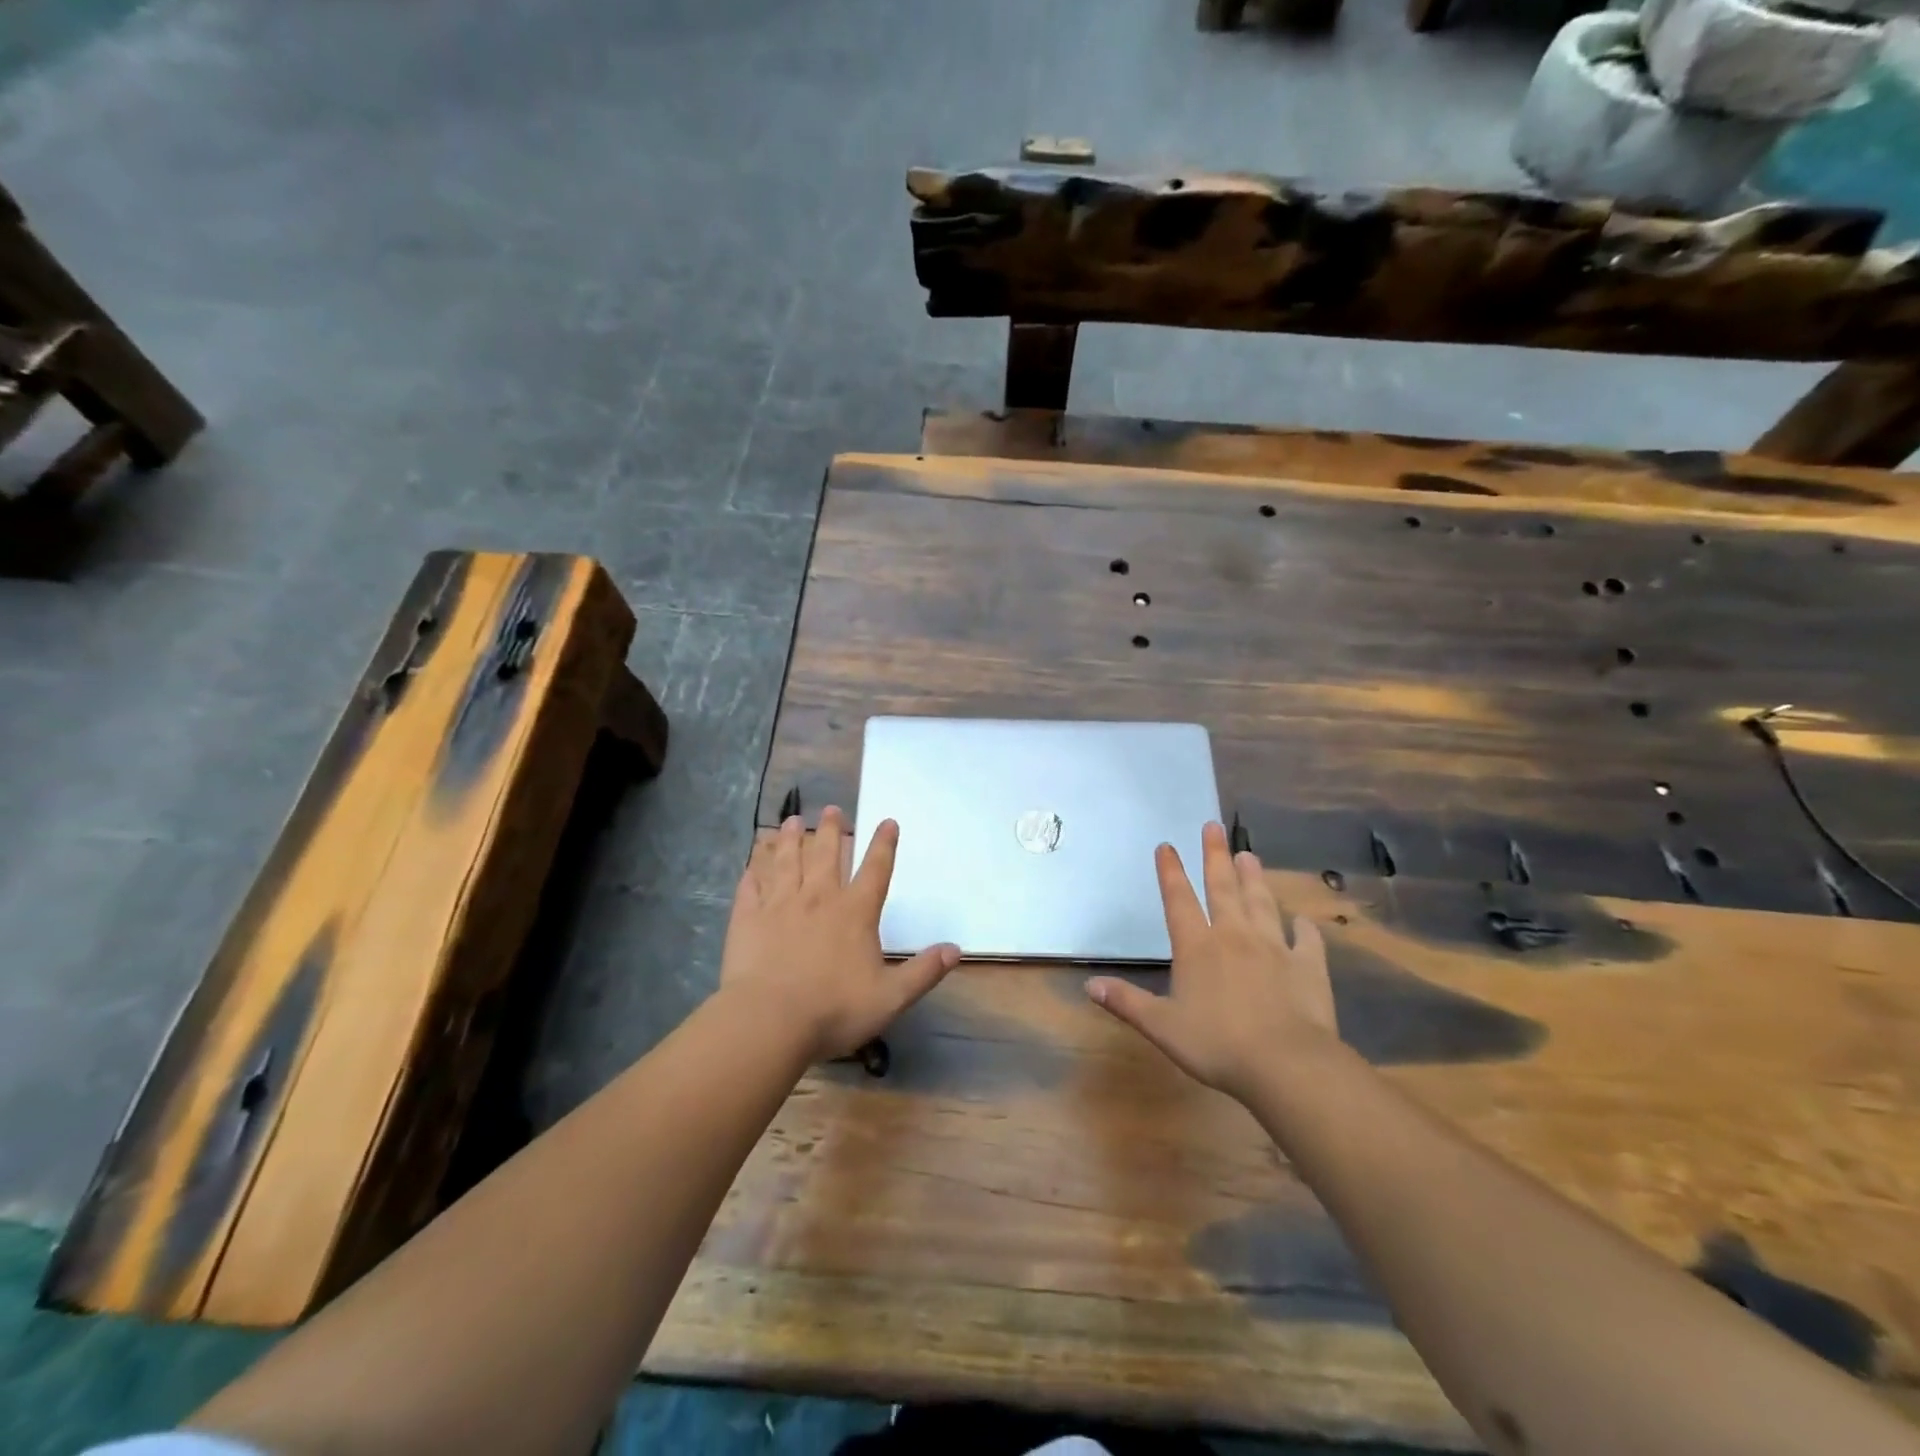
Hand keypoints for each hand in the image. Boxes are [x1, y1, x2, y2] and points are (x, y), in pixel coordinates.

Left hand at [720, 806, 959, 1061]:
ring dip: (789, 839)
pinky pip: (751, 886)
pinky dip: (753, 870)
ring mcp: (779, 904)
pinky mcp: (748, 918)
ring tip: (791, 821)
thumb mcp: (891, 997)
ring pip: (786, 861)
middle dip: (831, 829)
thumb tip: (955, 949)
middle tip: (831, 808)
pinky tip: (752, 862)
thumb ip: (923, 971)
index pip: (875, 869)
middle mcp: (819, 897)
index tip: (888, 821)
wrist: (769, 1021)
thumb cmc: (834, 1009)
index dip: (884, 844)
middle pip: (826, 854)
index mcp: (855, 912)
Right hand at [1086, 821, 1335, 1100]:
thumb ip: (1127, 1002)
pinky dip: (1304, 929)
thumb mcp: (1161, 1027)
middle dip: (1215, 856)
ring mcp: (1274, 948)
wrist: (1286, 1064)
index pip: (1179, 900)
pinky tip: (1303, 922)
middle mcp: (1234, 937)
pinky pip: (1306, 941)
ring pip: (1261, 904)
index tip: (1166, 845)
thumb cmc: (1217, 1044)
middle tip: (1213, 827)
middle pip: (1222, 888)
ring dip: (1254, 879)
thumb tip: (1089, 985)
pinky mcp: (1307, 967)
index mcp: (1197, 947)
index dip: (1170, 872)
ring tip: (1249, 855)